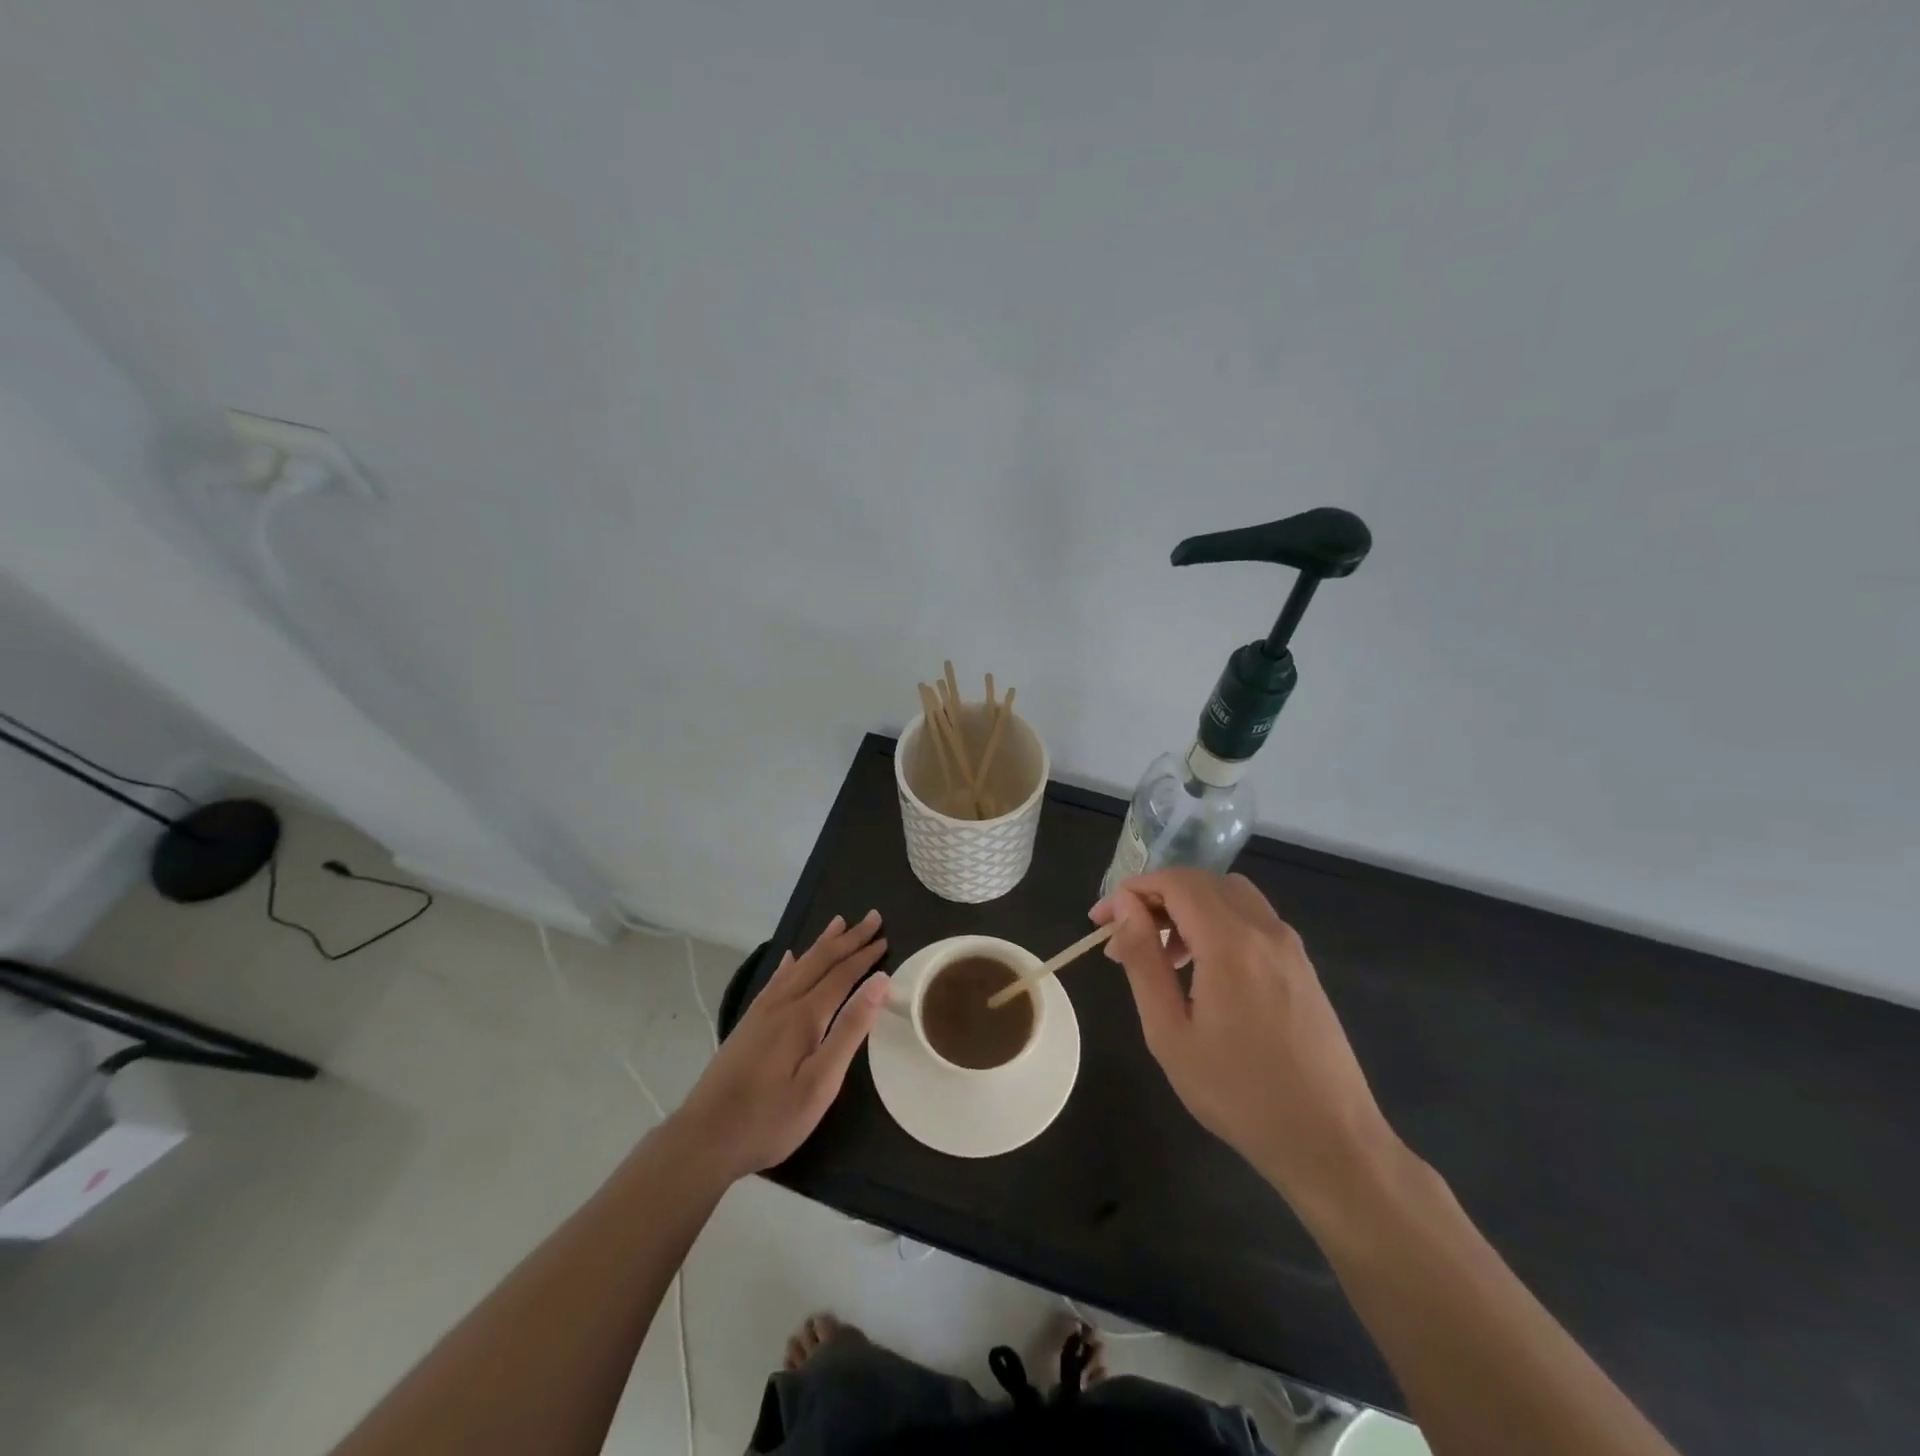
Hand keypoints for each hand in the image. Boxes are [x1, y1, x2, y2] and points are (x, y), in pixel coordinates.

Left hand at [672, 911, 890, 1180]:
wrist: (704, 1138)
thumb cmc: (770, 1118)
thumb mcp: (821, 1083)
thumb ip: (850, 1030)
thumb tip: (879, 982)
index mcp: (804, 1016)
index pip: (841, 975)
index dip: (864, 956)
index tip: (885, 938)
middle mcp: (783, 1004)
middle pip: (820, 961)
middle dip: (848, 939)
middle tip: (872, 917)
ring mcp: (761, 1012)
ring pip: (798, 965)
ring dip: (822, 943)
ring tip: (839, 922)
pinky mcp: (748, 1024)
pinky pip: (775, 980)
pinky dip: (790, 963)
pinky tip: (790, 957)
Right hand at [1093, 870, 1402, 1222]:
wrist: (1330, 1141)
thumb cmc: (1238, 1093)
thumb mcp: (1170, 1032)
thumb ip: (1144, 961)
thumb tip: (1124, 909)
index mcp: (1230, 941)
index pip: (1174, 882)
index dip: (1131, 891)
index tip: (1100, 921)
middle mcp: (1264, 929)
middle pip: (1201, 881)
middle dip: (1156, 897)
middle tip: (1125, 936)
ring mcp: (1289, 945)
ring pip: (1229, 895)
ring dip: (1188, 907)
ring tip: (1163, 955)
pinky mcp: (1302, 965)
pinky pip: (1252, 918)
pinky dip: (1218, 922)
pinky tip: (1204, 969)